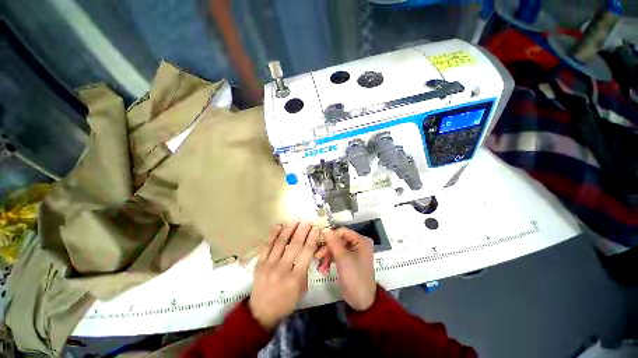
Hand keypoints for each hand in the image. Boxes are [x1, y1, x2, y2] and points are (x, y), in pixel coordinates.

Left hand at [249, 221, 319, 330]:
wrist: (261, 312)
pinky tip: (279, 226)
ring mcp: (269, 265)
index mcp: (295, 278)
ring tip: (295, 221)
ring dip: (289, 230)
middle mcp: (282, 269)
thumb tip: (308, 251)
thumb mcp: (302, 290)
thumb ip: (305, 270)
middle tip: (307, 221)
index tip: (315, 228)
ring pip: (280, 243)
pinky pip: (266, 246)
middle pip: (294, 245)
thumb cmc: (286, 302)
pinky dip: (273, 235)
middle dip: (302, 231)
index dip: (312, 239)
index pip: (306, 253)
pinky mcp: (259, 264)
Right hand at [320, 228, 375, 310]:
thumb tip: (325, 229)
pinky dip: (331, 260)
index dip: (331, 236)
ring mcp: (354, 252)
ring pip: (337, 247)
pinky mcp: (349, 260)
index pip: (343, 232)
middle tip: (318, 256)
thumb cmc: (354, 277)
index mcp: (361, 241)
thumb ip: (333, 242)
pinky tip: (324, 267)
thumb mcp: (342, 258)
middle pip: (339, 240)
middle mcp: (358, 244)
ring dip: (328, 255)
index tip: (321, 244)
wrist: (361, 301)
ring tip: (321, 265)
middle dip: (328, 248)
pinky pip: (338, 255)